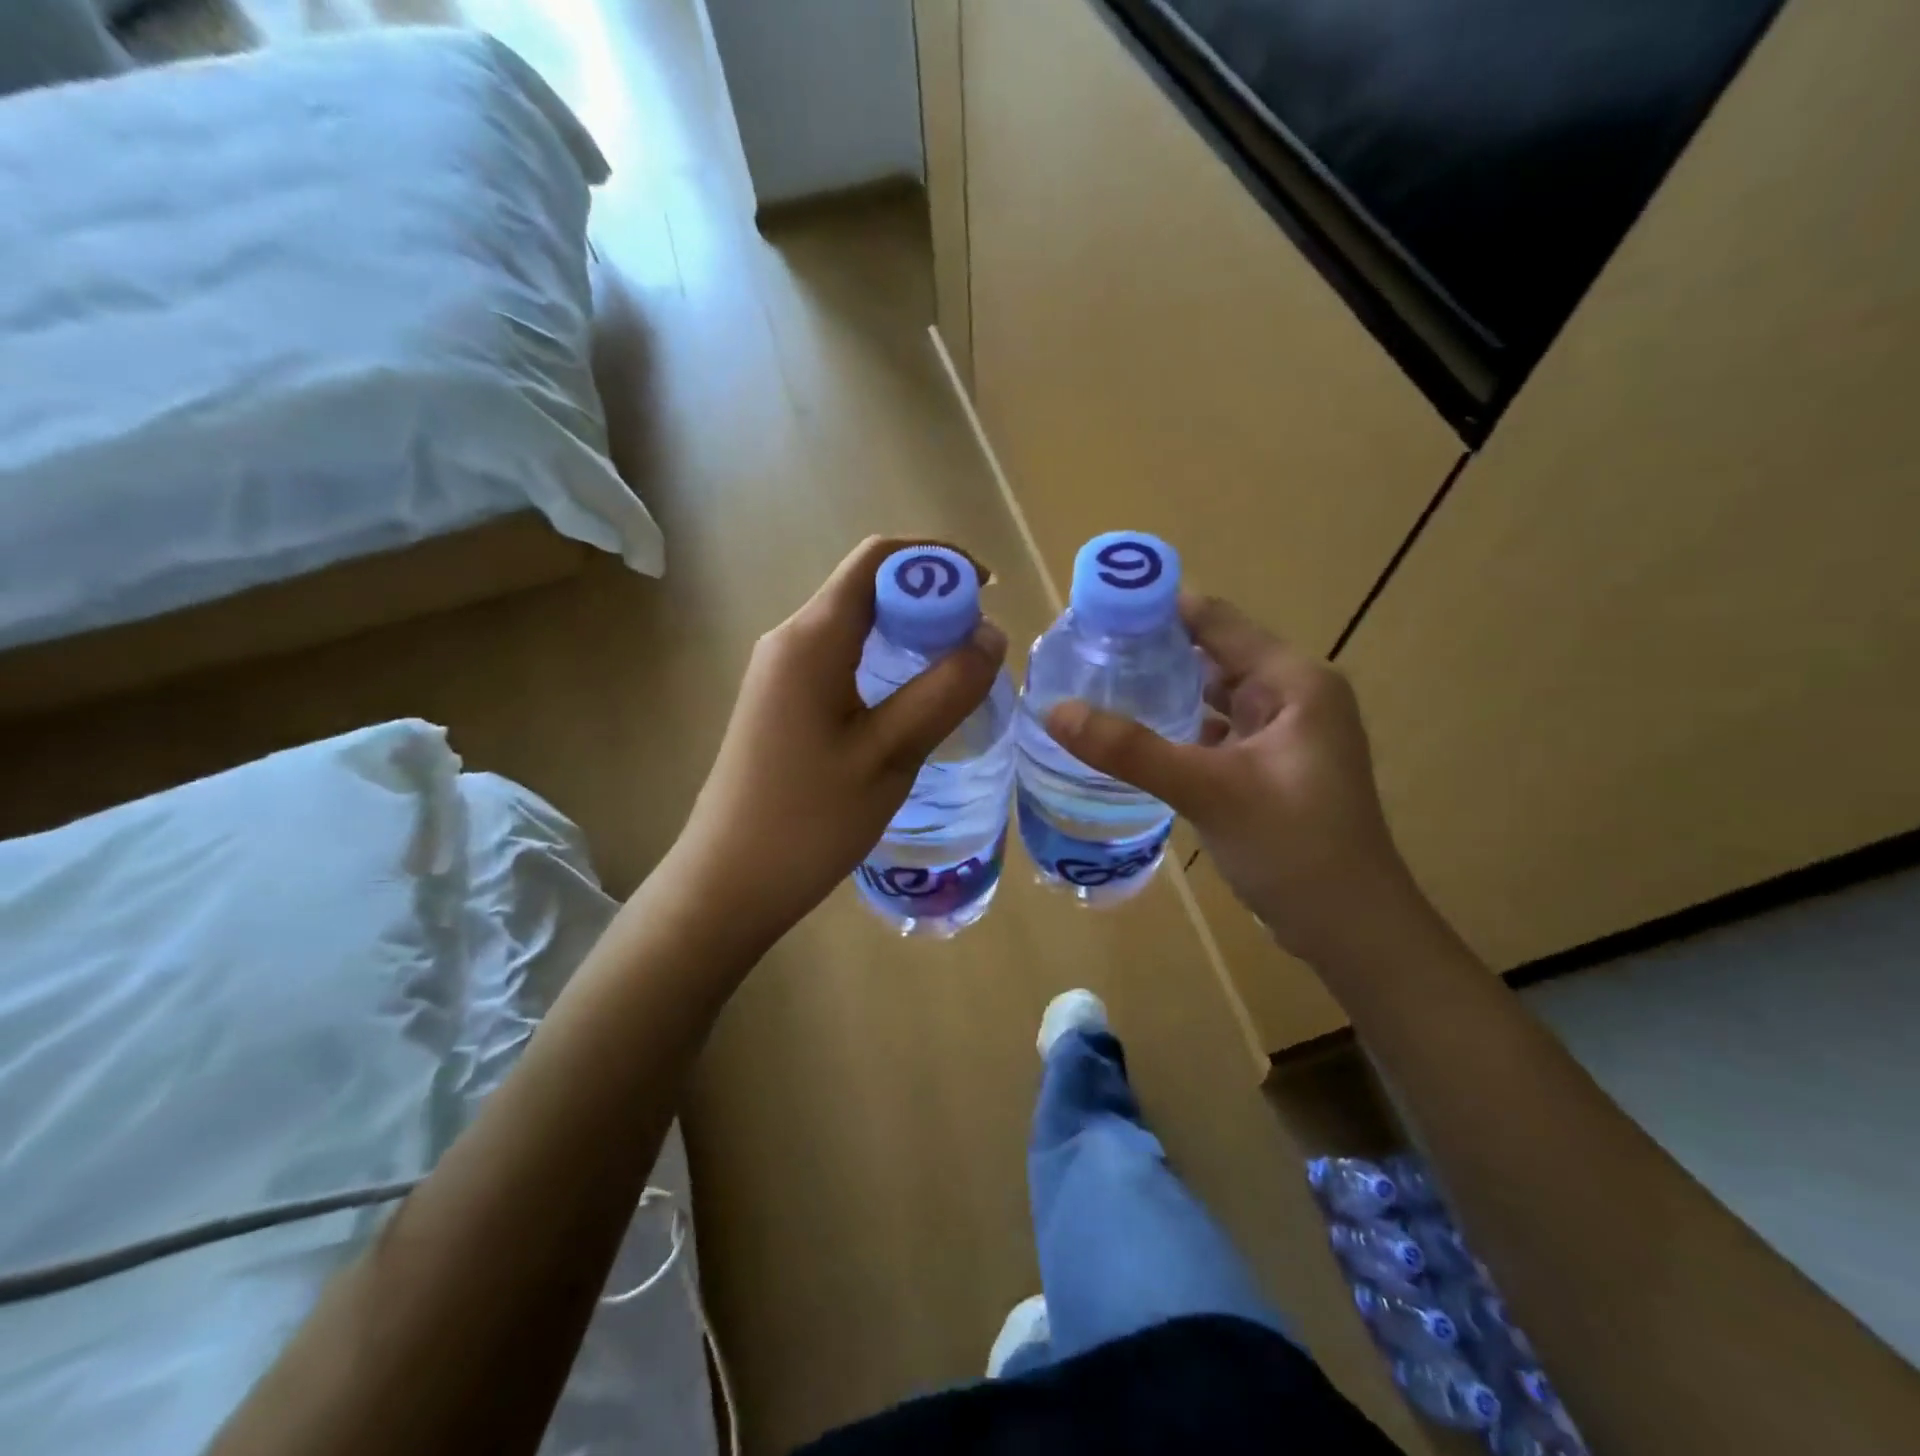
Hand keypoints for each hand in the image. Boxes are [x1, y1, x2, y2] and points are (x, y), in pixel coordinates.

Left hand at [669, 537, 1007, 951]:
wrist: (729, 883)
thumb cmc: (809, 821)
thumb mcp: (890, 754)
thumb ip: (944, 690)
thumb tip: (991, 635)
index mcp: (812, 638)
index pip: (877, 559)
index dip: (936, 560)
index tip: (986, 591)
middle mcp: (791, 640)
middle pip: (867, 588)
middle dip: (929, 600)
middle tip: (979, 647)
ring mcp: (781, 673)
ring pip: (856, 626)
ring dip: (910, 635)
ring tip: (957, 674)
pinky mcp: (783, 703)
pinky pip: (843, 659)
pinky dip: (886, 663)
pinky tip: (913, 704)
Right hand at [1044, 593, 1417, 968]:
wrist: (1352, 929)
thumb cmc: (1294, 848)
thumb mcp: (1209, 791)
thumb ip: (1131, 750)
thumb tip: (1054, 710)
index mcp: (1293, 680)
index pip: (1214, 620)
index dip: (1155, 609)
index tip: (1094, 612)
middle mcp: (1292, 694)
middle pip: (1211, 653)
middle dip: (1151, 650)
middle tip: (1082, 653)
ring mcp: (1282, 732)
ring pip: (1212, 694)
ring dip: (1163, 689)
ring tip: (1097, 684)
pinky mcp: (1269, 766)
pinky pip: (1215, 730)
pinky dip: (1178, 726)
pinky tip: (1134, 735)